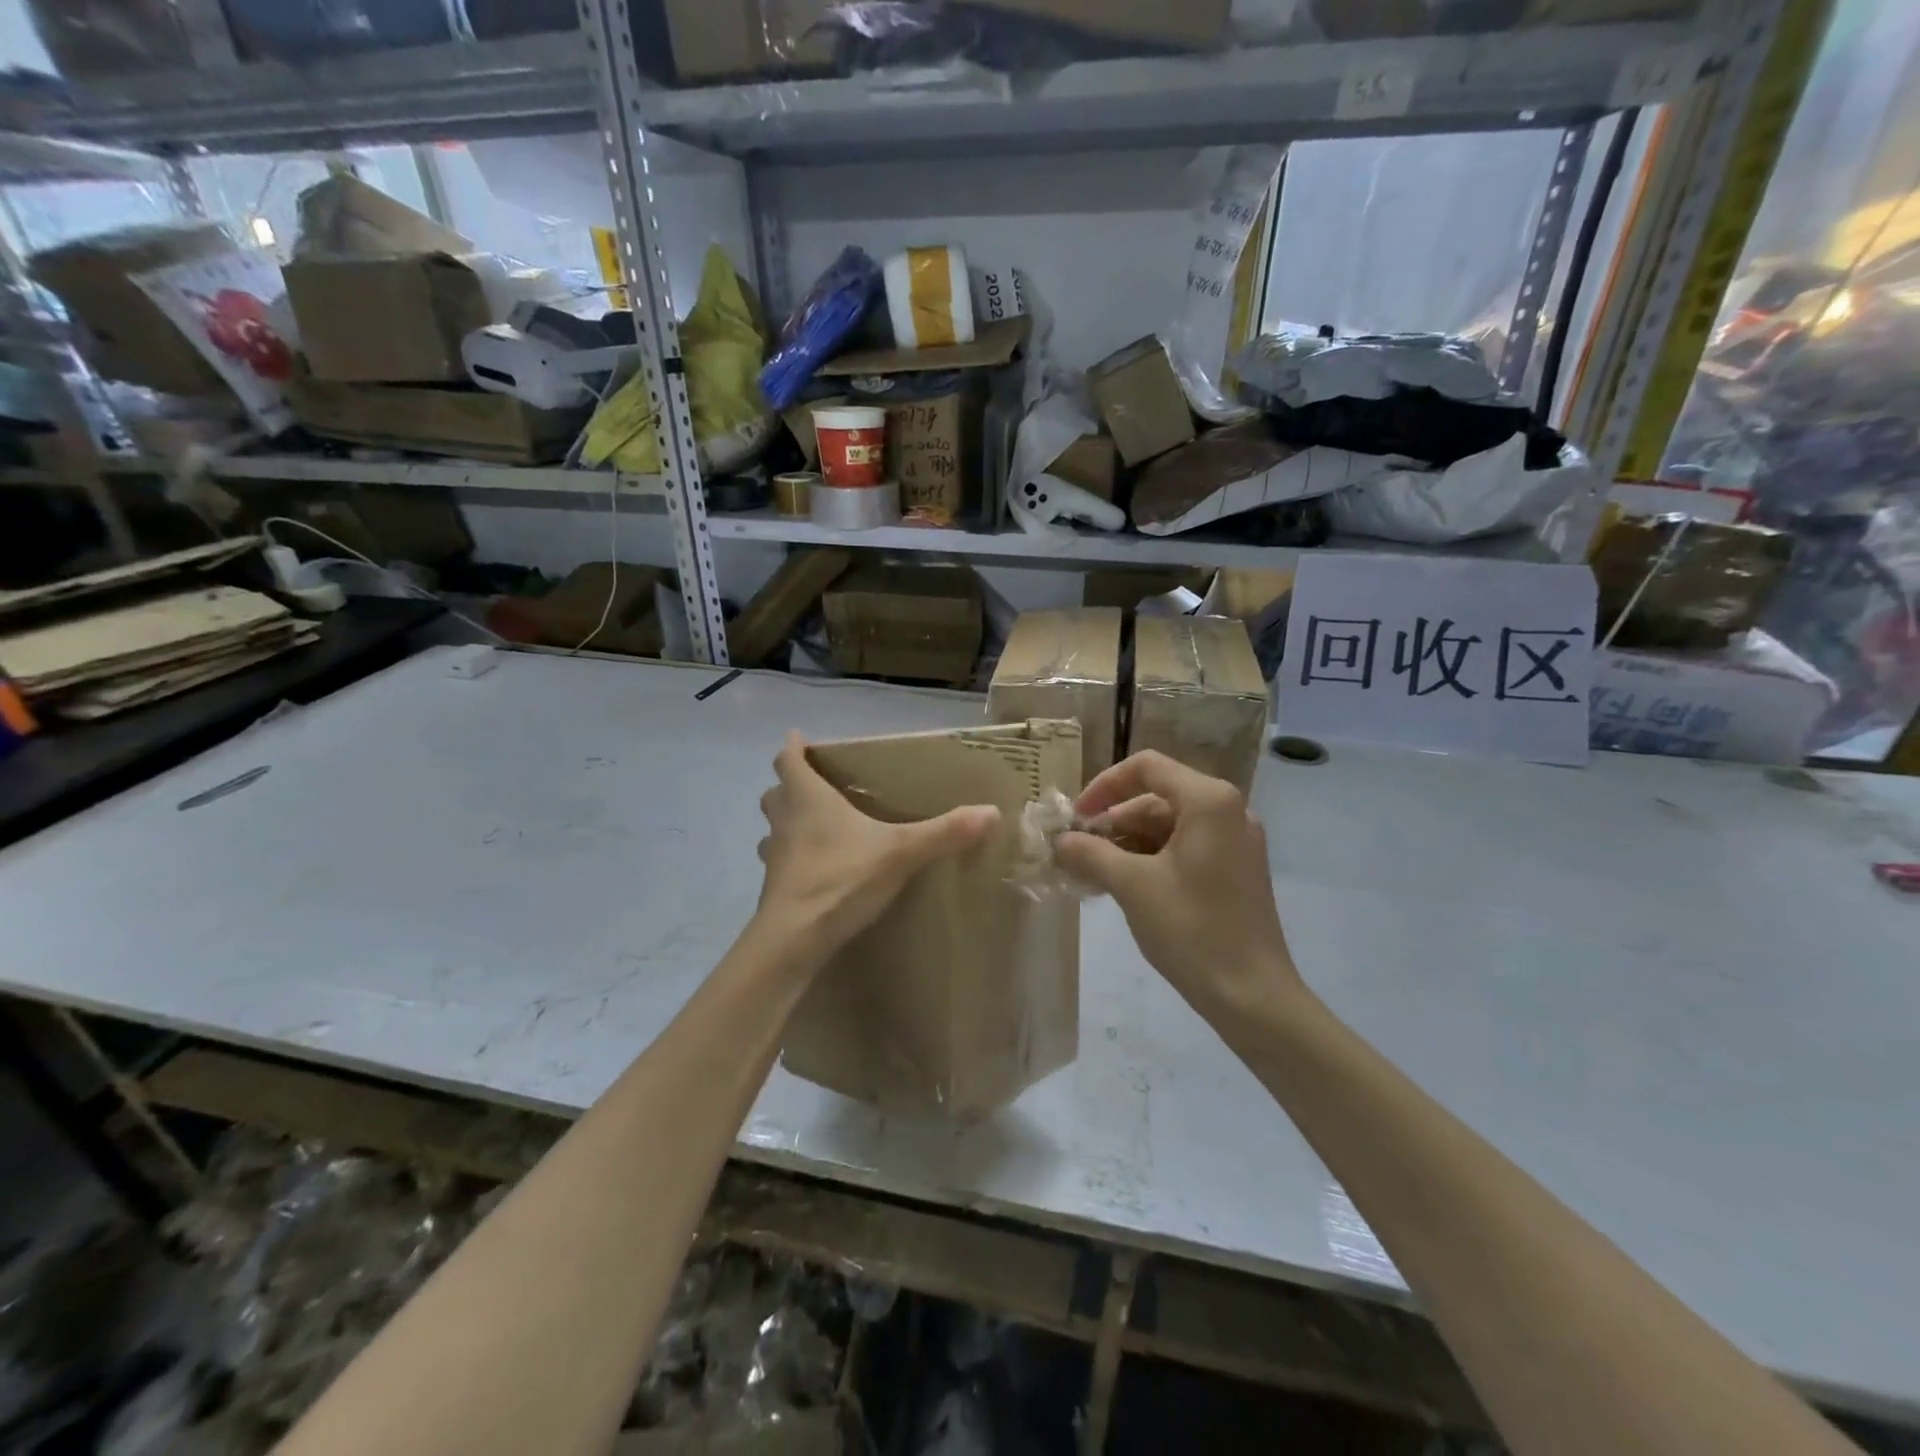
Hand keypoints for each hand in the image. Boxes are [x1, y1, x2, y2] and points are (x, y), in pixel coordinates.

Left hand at [756, 731, 998, 957]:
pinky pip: (781, 861)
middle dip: (790, 785)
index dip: (793, 747)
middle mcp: (785, 820)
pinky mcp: (773, 887)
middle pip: (776, 792)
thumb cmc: (841, 879)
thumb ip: (945, 832)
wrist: (794, 940)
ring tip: (815, 827)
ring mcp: (774, 855)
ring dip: (788, 822)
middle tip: (816, 786)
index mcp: (808, 798)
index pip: (788, 760)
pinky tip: (817, 870)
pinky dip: (794, 858)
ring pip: (774, 828)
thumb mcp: (901, 852)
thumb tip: (992, 812)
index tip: (800, 738)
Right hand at [1055, 752, 1301, 1019]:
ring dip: (1127, 844)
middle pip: (1156, 797)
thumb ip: (1090, 853)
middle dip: (1112, 822)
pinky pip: (1184, 848)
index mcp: (1209, 801)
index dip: (1104, 786)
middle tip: (1077, 852)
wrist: (1253, 996)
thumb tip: (1060, 840)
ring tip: (1092, 873)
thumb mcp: (1132, 886)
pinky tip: (1121, 885)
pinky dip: (1150, 859)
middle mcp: (1229, 810)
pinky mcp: (1236, 869)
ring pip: (1168, 826)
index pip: (1146, 768)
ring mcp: (1235, 841)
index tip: (1076, 818)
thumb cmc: (1192, 930)